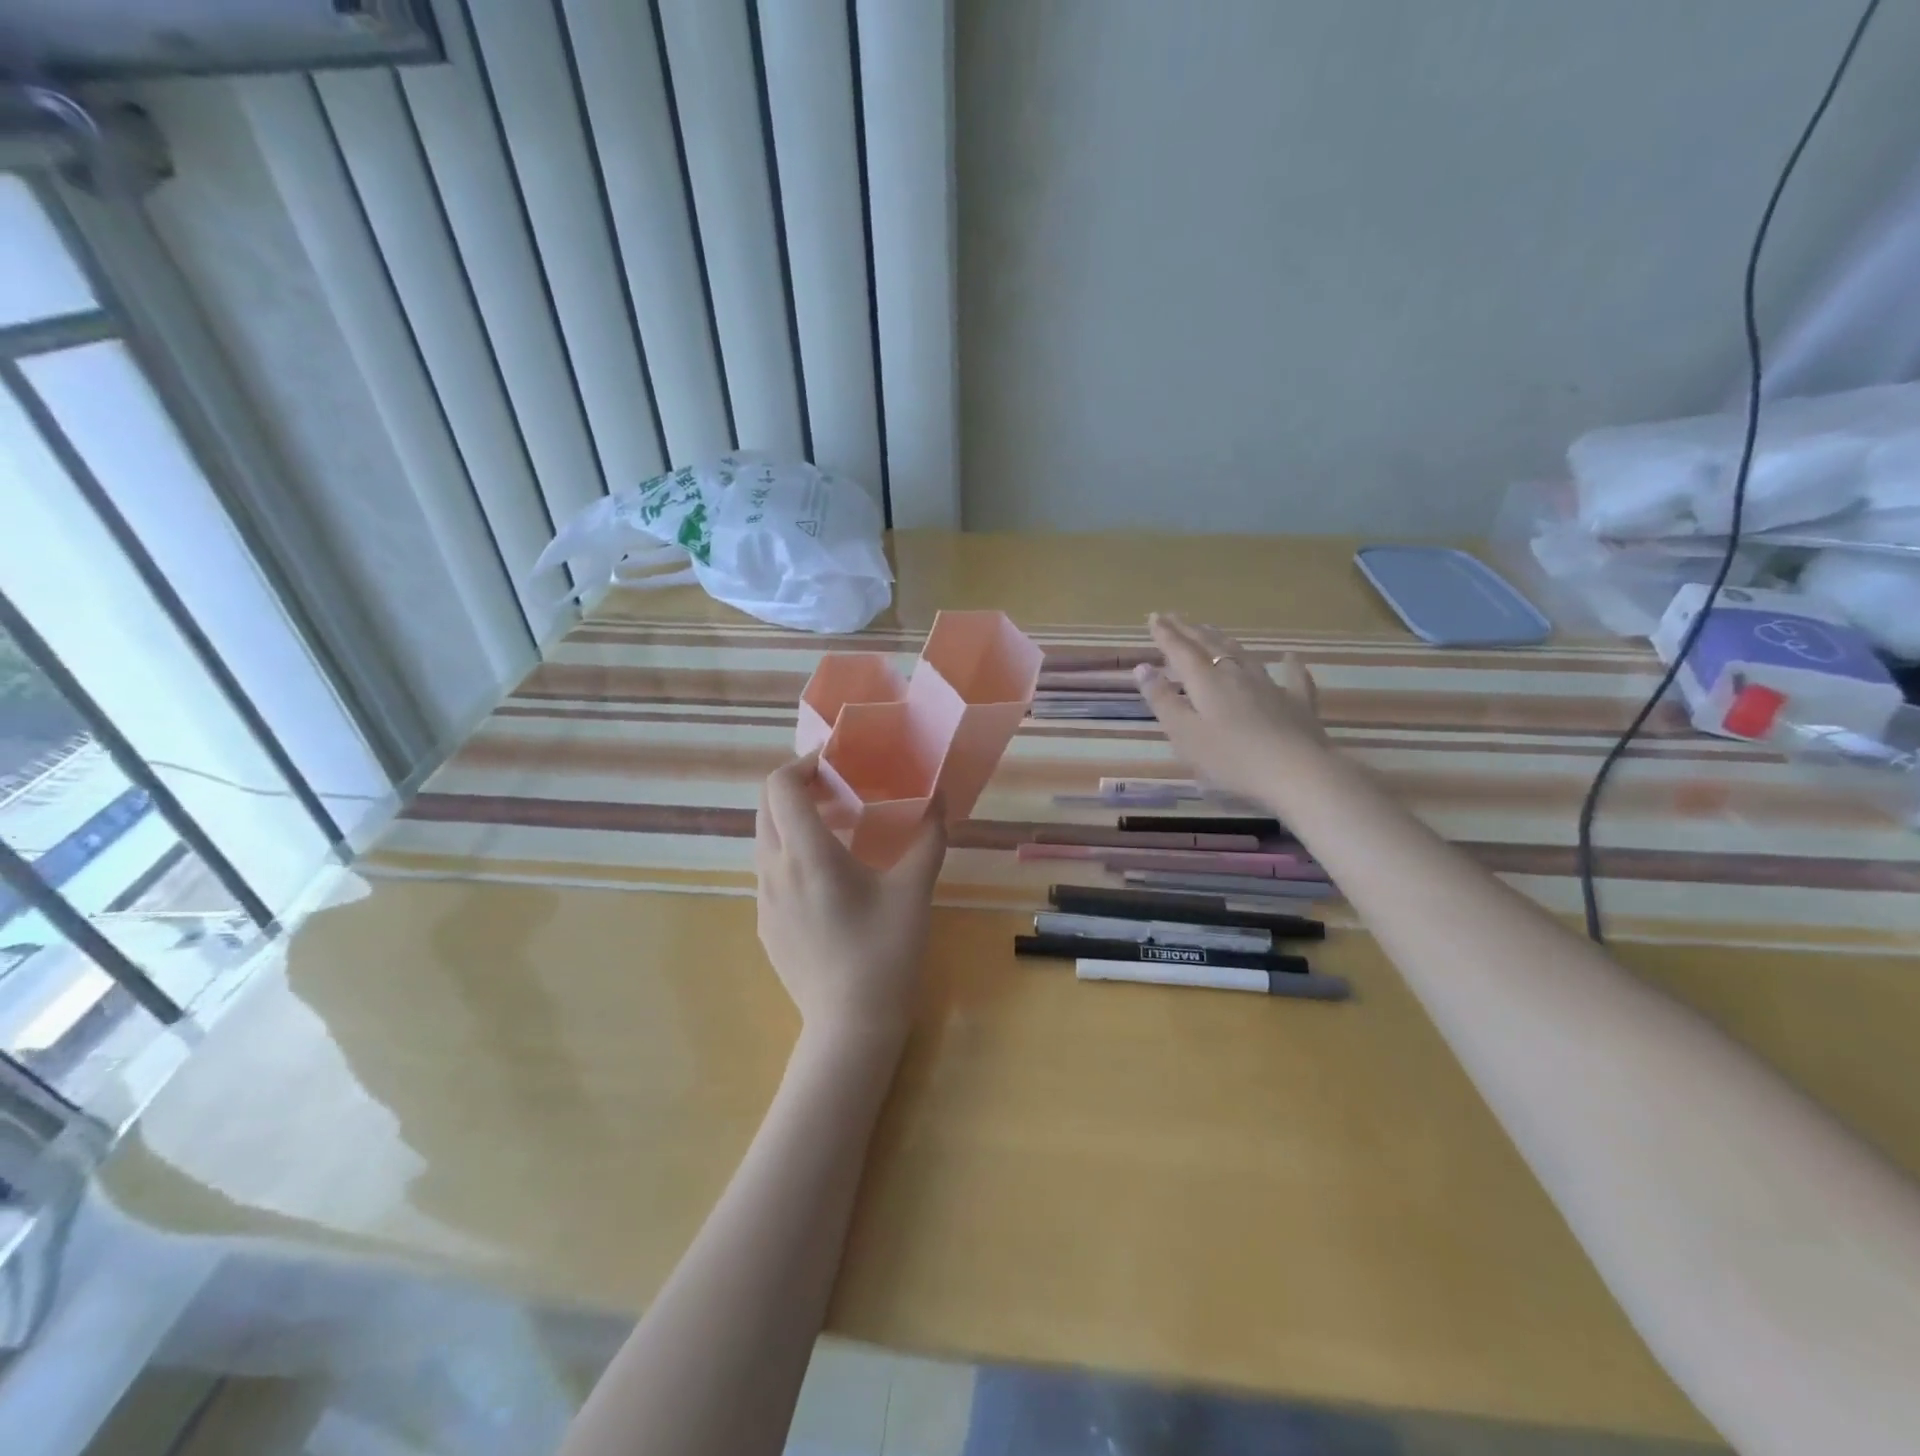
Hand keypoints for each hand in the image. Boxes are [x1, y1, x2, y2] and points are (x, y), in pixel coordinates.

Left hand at [754, 754, 947, 1048]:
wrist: (850, 1025)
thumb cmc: (886, 952)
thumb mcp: (914, 891)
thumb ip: (928, 838)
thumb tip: (940, 800)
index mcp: (807, 854)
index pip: (781, 786)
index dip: (803, 763)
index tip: (835, 764)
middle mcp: (774, 870)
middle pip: (765, 806)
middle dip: (796, 787)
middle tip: (836, 789)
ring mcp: (763, 900)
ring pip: (764, 839)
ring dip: (790, 820)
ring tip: (833, 829)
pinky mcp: (764, 924)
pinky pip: (768, 872)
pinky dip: (789, 853)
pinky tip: (825, 878)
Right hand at [1134, 613, 1328, 805]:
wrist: (1297, 772)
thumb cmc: (1230, 758)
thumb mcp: (1184, 734)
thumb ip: (1163, 700)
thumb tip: (1142, 668)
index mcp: (1206, 681)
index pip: (1180, 650)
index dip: (1165, 634)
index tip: (1154, 617)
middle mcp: (1236, 674)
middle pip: (1210, 646)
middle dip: (1189, 631)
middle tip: (1175, 617)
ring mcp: (1270, 686)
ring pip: (1243, 655)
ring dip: (1224, 640)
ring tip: (1212, 630)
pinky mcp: (1297, 703)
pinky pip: (1293, 677)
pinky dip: (1289, 665)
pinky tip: (1290, 658)